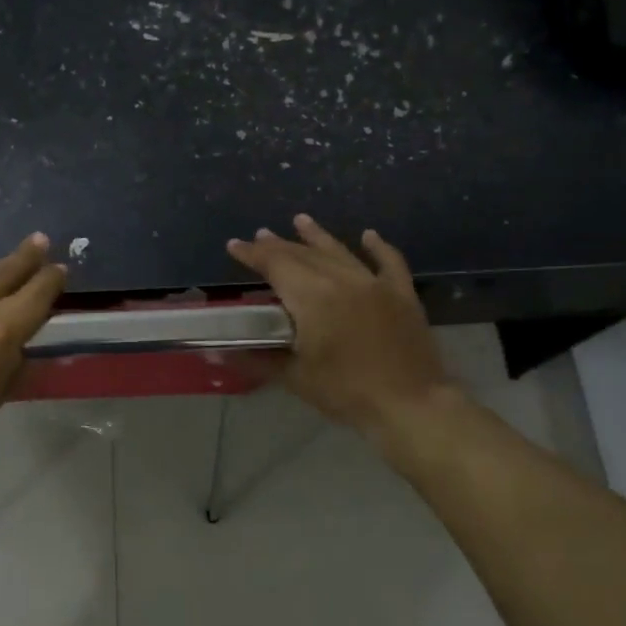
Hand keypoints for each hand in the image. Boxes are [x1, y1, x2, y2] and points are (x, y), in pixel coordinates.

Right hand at [227, 215, 456, 435]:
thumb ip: (256, 360)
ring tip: (300, 220)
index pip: (275, 264)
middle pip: (304, 255)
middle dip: (279, 245)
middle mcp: (342, 280)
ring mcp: (375, 284)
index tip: (234, 245)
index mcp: (312, 297)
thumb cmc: (346, 392)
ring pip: (340, 251)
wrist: (410, 405)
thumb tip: (216, 356)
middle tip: (260, 235)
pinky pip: (389, 262)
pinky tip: (368, 235)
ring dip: (317, 236)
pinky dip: (378, 247)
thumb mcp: (295, 378)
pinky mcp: (402, 295)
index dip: (253, 254)